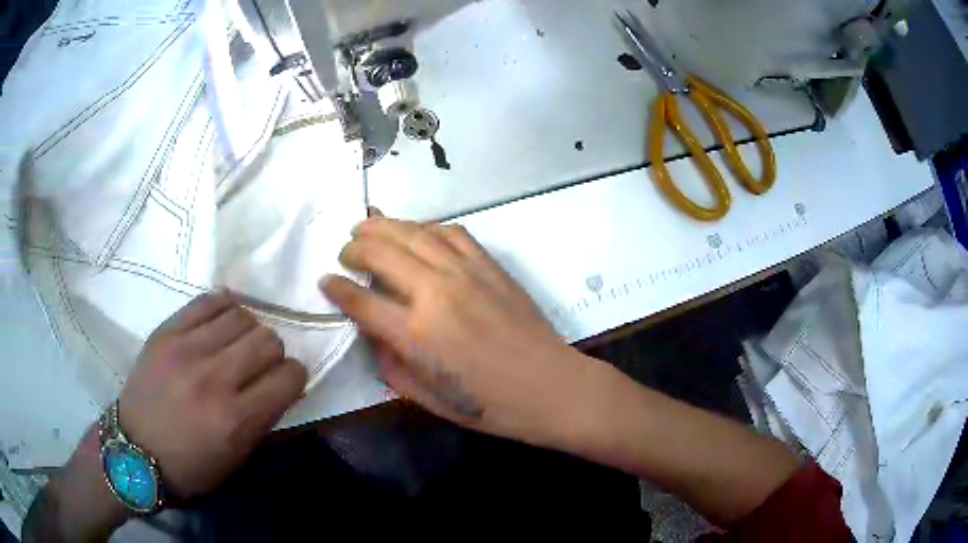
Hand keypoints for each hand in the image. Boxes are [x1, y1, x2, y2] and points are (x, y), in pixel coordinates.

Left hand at [118, 293, 307, 500]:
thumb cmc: (190, 467)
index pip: (289, 376)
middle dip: (273, 354)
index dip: (294, 378)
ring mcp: (187, 349)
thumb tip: (284, 386)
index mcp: (236, 420)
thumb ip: (265, 421)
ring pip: (242, 316)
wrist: (134, 451)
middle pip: (268, 340)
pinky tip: (220, 324)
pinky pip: (209, 301)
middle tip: (259, 366)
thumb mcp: (236, 460)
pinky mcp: (166, 332)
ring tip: (236, 346)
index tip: (285, 383)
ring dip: (249, 331)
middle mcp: (214, 379)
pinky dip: (224, 309)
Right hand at [321, 217, 595, 448]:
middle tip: (345, 251)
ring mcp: (465, 272)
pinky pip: (452, 232)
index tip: (325, 281)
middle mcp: (435, 293)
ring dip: (384, 225)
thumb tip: (373, 334)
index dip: (337, 289)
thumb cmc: (489, 405)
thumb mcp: (428, 398)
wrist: (550, 386)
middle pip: (382, 253)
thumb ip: (391, 365)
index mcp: (415, 334)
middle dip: (355, 248)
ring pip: (414, 232)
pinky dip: (427, 226)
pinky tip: (416, 231)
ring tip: (367, 226)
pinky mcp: (489, 265)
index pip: (360, 300)